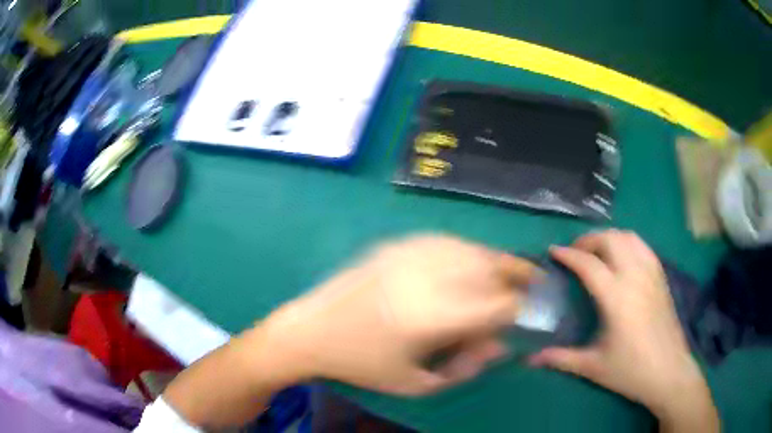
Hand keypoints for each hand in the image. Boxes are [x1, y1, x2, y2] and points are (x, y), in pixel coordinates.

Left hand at [264, 234, 537, 394]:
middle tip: (525, 287)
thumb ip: (467, 368)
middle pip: (492, 267)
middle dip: (516, 278)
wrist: (310, 330)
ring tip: (501, 275)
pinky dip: (466, 251)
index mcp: (434, 316)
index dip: (518, 310)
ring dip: (493, 262)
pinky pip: (446, 241)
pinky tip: (466, 263)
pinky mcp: (395, 244)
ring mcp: (410, 254)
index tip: (519, 317)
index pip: (500, 304)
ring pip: (472, 248)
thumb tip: (501, 345)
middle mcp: (428, 277)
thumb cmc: (362, 364)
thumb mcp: (417, 384)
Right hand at [529, 230, 717, 430]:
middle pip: (611, 240)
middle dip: (589, 240)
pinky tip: (622, 258)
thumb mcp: (593, 367)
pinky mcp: (661, 277)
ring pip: (629, 237)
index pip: (589, 264)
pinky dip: (628, 243)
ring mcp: (651, 274)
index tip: (552, 252)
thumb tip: (530, 359)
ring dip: (609, 238)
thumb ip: (561, 358)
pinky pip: (643, 247)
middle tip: (574, 252)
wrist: (669, 371)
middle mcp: (635, 277)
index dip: (568, 255)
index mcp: (617, 297)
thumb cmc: (631, 371)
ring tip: (597, 252)